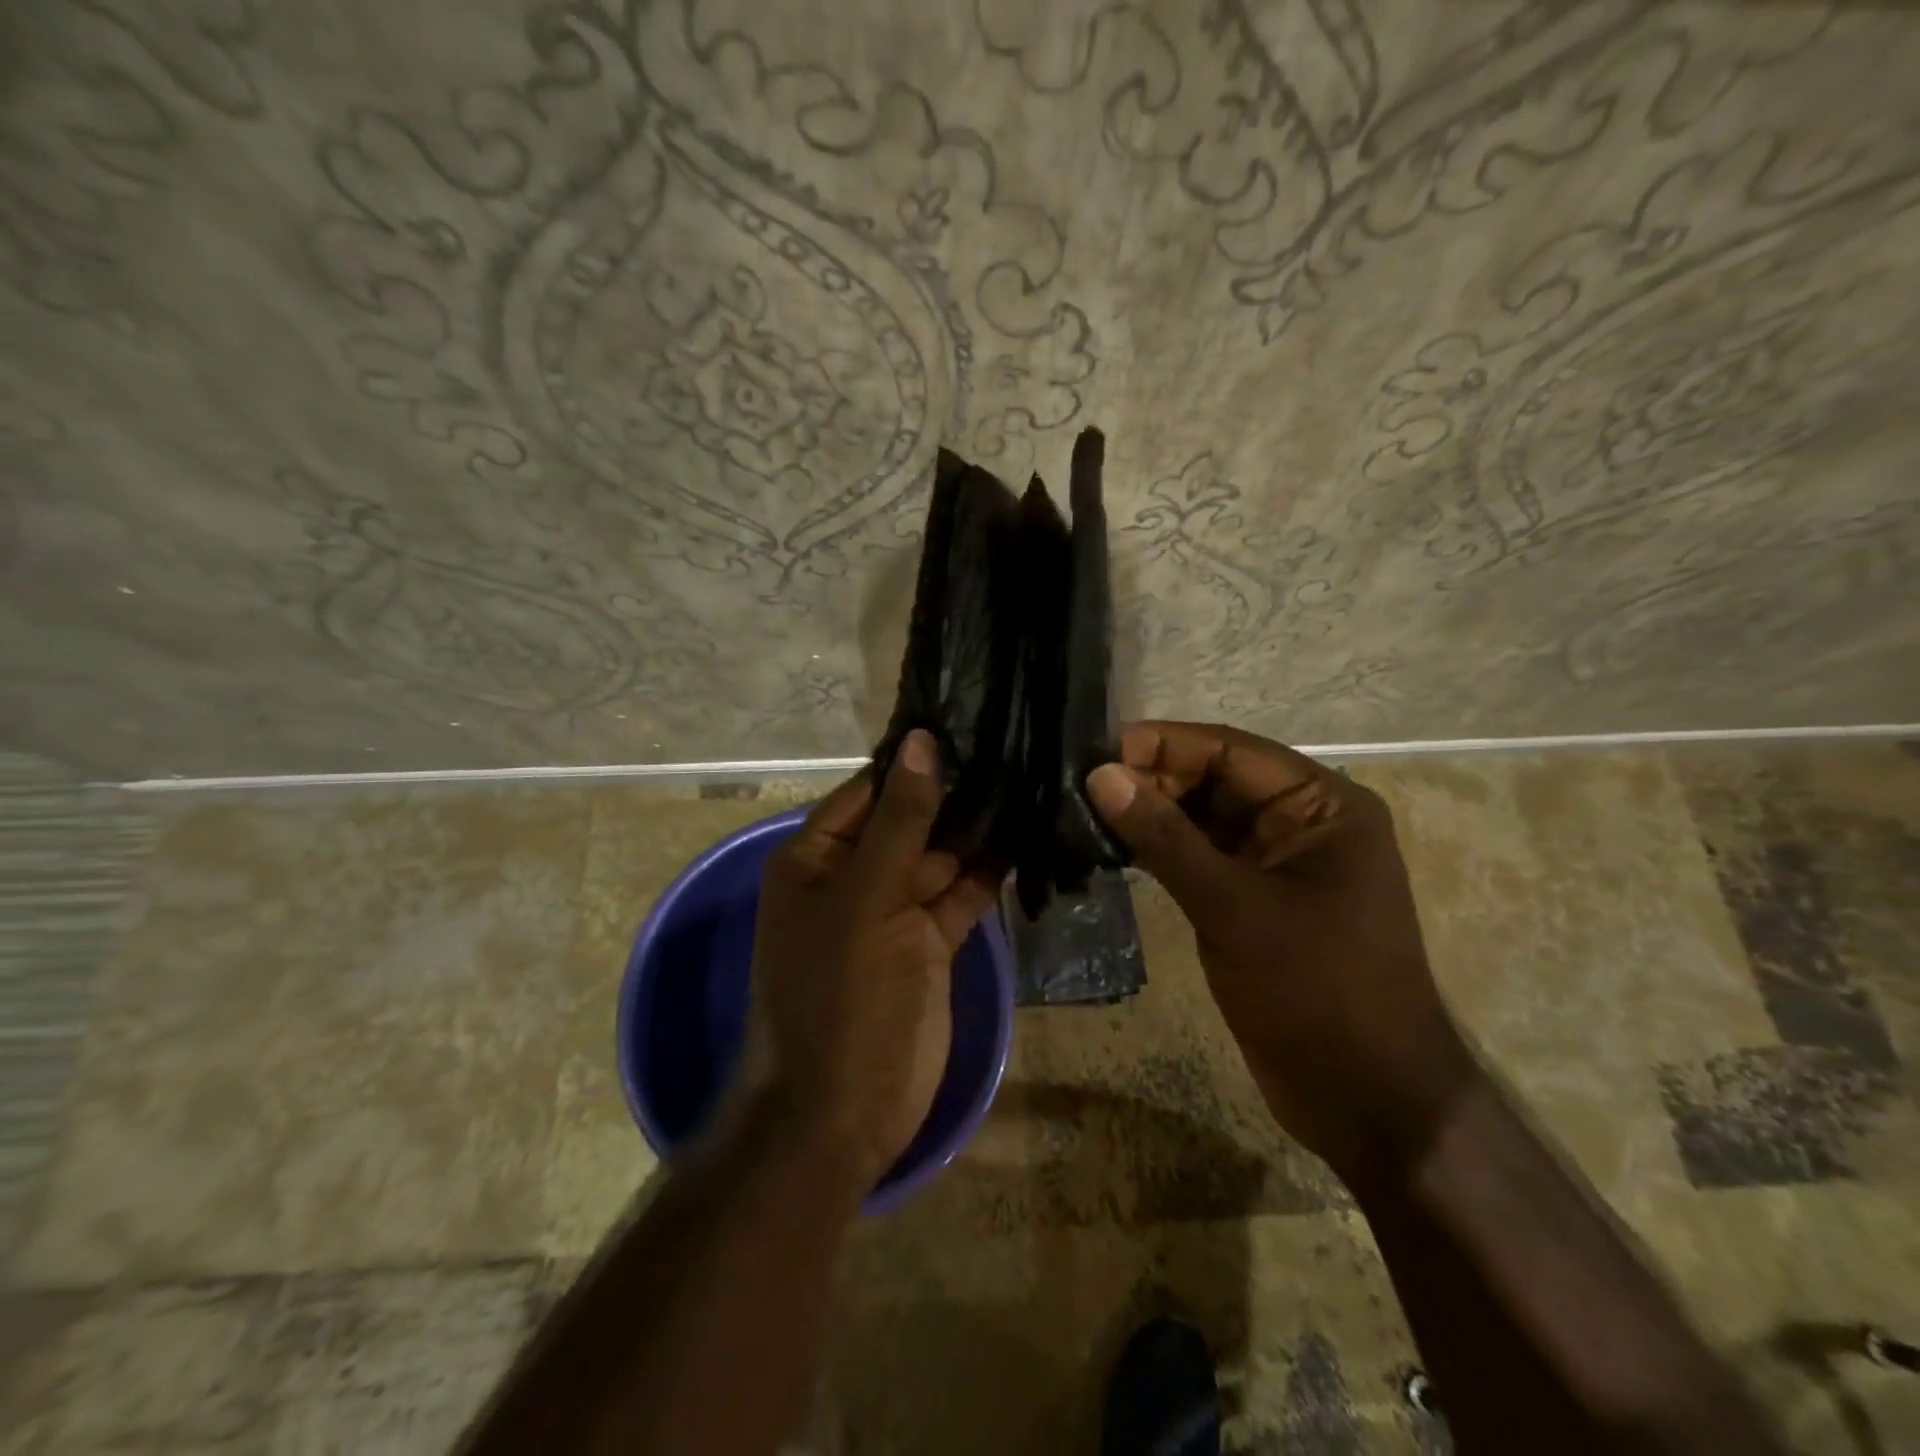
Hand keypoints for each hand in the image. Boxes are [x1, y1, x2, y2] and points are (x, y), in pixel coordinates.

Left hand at [748, 729, 1001, 1188]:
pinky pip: (961, 894)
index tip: (971, 717)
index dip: (916, 758)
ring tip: (1032, 778)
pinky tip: (1028, 835)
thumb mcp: (866, 898)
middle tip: (1018, 742)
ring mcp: (894, 910)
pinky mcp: (930, 943)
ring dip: (979, 828)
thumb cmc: (839, 993)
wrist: (841, 1110)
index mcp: (818, 856)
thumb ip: (900, 820)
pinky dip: (988, 872)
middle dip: (957, 791)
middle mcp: (854, 875)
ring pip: (941, 855)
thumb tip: (921, 741)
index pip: (872, 788)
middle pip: (910, 819)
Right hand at [1086, 722, 1479, 1180]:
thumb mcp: (1235, 908)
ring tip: (1081, 812)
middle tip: (1077, 786)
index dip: (1162, 744)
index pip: (1230, 750)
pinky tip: (1111, 849)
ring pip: (1202, 820)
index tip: (1094, 749)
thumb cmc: (1317, 992)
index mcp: (1322, 805)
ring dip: (1150, 816)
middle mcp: (1302, 823)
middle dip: (1150, 780)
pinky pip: (1200, 859)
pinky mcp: (1254, 902)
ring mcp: (1277, 865)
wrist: (1368, 1104)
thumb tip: (1101, 775)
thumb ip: (1165, 839)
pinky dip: (1160, 852)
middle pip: (1214, 781)